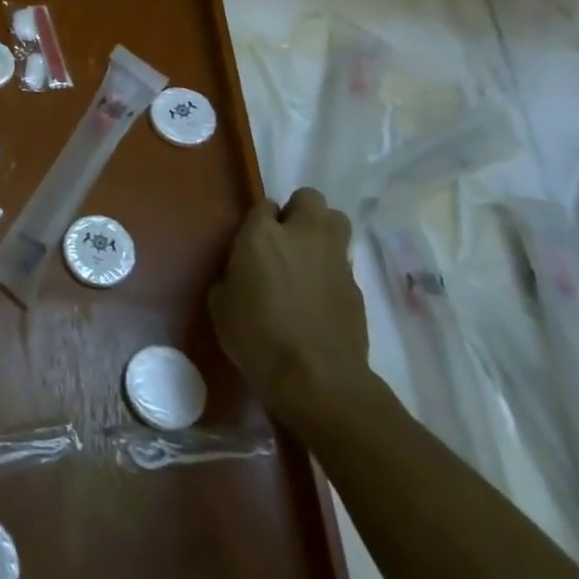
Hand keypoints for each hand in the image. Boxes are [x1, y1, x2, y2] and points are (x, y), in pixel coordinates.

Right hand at [207, 189, 374, 430]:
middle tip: (285, 238)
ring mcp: (335, 259)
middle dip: (299, 210)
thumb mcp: (221, 305)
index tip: (252, 240)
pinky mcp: (356, 287)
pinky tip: (319, 296)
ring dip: (322, 231)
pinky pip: (343, 262)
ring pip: (337, 221)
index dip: (259, 220)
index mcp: (262, 235)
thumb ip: (230, 277)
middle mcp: (302, 235)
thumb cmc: (256, 338)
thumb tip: (238, 276)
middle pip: (310, 198)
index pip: (264, 204)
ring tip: (307, 258)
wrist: (316, 379)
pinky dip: (332, 270)